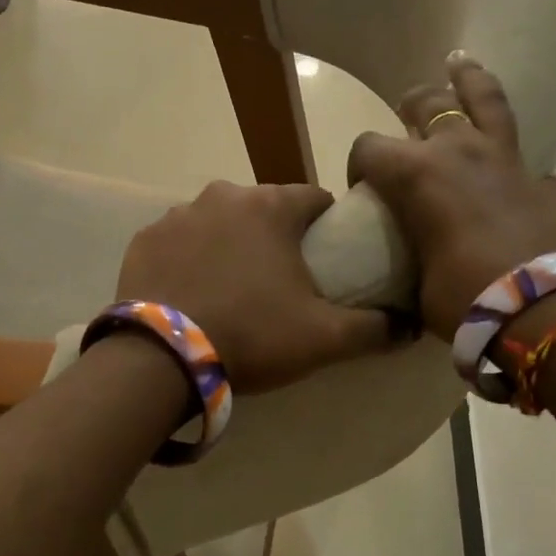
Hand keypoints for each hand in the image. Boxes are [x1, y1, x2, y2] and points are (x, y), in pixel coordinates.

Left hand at [114, 181, 392, 393]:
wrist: (162, 359)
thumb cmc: (251, 336)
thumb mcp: (324, 338)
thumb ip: (374, 328)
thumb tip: (412, 326)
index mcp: (271, 207)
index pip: (315, 199)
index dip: (327, 226)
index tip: (328, 257)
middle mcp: (223, 196)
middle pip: (264, 209)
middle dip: (276, 235)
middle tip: (281, 281)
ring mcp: (176, 215)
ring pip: (219, 222)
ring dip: (231, 244)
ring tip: (234, 289)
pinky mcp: (144, 240)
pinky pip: (179, 242)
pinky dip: (190, 258)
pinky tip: (193, 292)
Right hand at [347, 53, 555, 336]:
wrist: (541, 311)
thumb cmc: (465, 299)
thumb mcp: (418, 283)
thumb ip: (411, 255)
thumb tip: (412, 259)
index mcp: (416, 175)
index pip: (370, 148)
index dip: (360, 165)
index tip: (363, 188)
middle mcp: (459, 150)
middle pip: (426, 103)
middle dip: (410, 106)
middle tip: (406, 112)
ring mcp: (506, 159)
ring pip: (485, 98)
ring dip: (469, 79)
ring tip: (460, 63)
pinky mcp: (541, 178)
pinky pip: (525, 155)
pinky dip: (514, 157)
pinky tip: (514, 165)